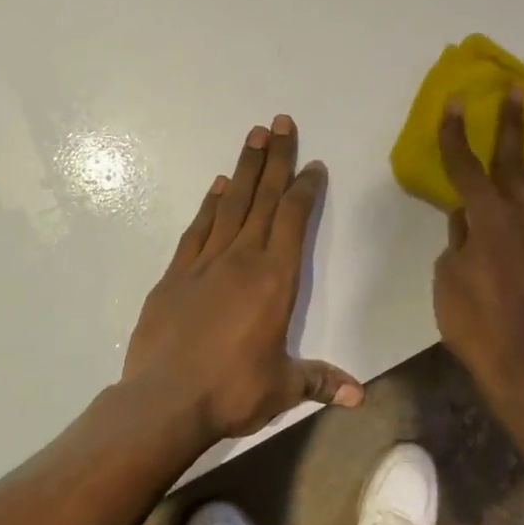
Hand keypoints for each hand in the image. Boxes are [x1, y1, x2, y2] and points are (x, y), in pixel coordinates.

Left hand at [124, 115, 362, 440]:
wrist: (163, 402)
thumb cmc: (232, 392)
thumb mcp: (284, 389)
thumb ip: (321, 381)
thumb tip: (360, 396)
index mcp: (275, 279)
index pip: (294, 220)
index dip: (305, 189)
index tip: (313, 165)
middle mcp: (242, 259)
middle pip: (263, 198)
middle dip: (276, 159)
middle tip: (281, 122)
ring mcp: (204, 263)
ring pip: (230, 204)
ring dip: (244, 169)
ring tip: (254, 136)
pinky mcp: (174, 275)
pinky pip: (197, 229)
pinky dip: (209, 204)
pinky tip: (217, 186)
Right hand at [433, 87, 523, 394]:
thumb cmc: (476, 323)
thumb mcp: (448, 279)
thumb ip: (459, 240)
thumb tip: (467, 217)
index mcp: (486, 218)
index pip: (466, 167)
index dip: (457, 135)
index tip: (457, 104)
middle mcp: (522, 213)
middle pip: (514, 160)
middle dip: (513, 123)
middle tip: (519, 91)